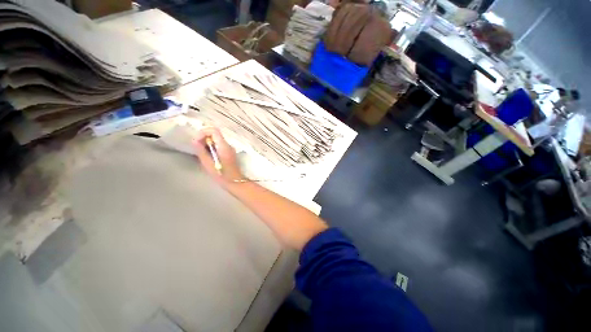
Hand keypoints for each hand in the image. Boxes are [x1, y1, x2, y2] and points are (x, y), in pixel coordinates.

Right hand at [193, 127, 243, 183]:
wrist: (235, 182)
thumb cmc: (221, 175)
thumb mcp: (208, 164)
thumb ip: (201, 151)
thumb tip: (194, 140)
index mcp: (224, 146)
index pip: (214, 130)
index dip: (203, 132)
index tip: (196, 141)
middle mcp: (228, 145)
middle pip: (215, 134)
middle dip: (204, 137)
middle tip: (197, 147)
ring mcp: (230, 149)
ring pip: (217, 139)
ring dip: (207, 143)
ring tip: (202, 152)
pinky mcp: (229, 152)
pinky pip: (219, 145)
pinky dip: (212, 147)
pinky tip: (208, 155)